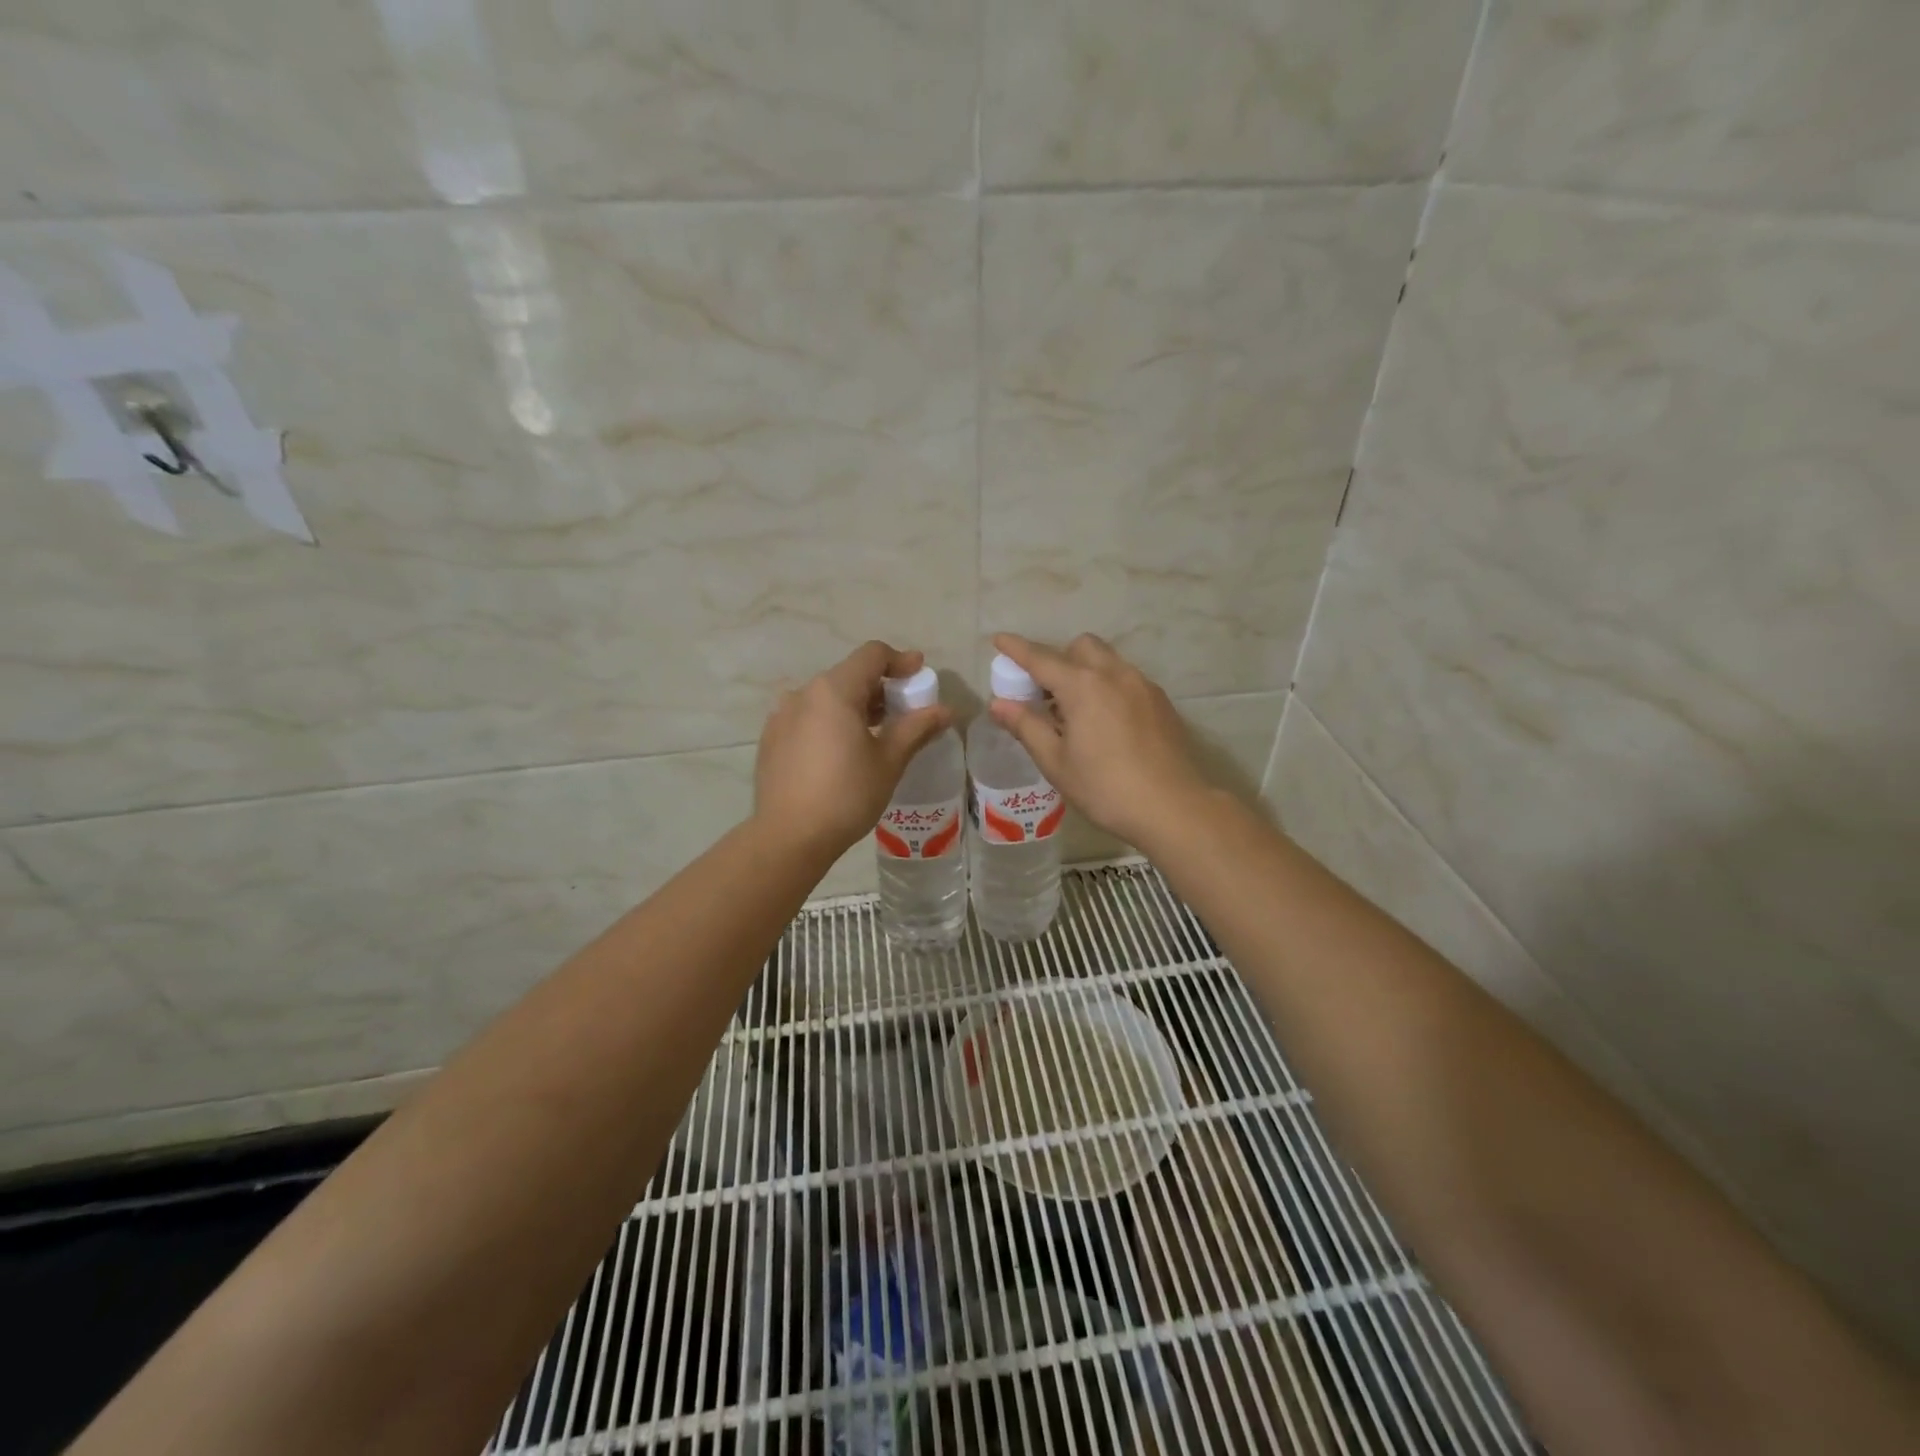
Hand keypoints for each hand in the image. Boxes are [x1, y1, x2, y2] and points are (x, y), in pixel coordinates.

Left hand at [755, 641, 953, 856]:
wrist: (788, 838)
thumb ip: (917, 728)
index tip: (920, 674)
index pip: (871, 655)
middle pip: (848, 674)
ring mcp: (781, 716)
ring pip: (826, 697)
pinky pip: (808, 717)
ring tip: (876, 733)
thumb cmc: (846, 795)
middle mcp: (803, 693)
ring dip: (855, 705)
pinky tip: (842, 752)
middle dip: (880, 686)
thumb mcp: (889, 761)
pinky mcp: (771, 739)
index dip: (900, 660)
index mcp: (833, 690)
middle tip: (904, 710)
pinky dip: (831, 722)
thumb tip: (945, 710)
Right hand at [988, 633, 1212, 851]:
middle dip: (1058, 658)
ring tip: (1076, 711)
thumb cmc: (1105, 788)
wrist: (1172, 807)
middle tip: (1045, 693)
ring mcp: (1142, 685)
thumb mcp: (1056, 762)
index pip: (1040, 658)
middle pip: (1080, 646)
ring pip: (1107, 660)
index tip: (998, 639)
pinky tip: (1107, 722)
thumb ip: (1026, 726)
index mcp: (1082, 686)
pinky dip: (1108, 686)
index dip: (1016, 649)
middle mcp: (1114, 674)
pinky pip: (1127, 679)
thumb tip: (999, 704)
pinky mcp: (1161, 701)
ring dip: (1085, 671)